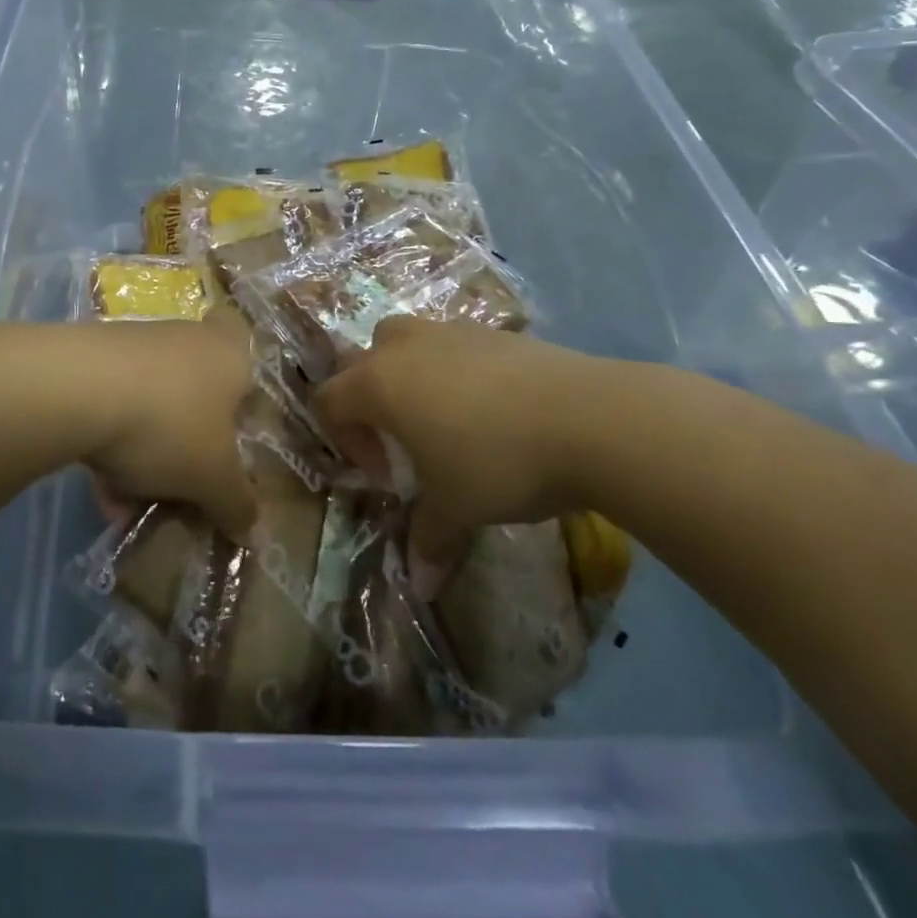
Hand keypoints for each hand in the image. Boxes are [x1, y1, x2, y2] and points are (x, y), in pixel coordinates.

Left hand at [77, 307, 258, 543]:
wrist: (77, 389)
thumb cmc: (170, 424)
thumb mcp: (213, 478)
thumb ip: (237, 504)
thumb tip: (254, 529)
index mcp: (229, 354)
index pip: (244, 347)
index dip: (241, 384)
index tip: (234, 423)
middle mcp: (187, 338)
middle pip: (197, 387)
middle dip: (190, 436)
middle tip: (187, 480)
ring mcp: (135, 343)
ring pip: (152, 401)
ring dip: (146, 448)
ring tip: (133, 500)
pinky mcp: (91, 357)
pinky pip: (113, 405)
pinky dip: (110, 443)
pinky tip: (100, 488)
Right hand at [314, 316, 633, 587]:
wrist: (588, 417)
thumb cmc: (497, 461)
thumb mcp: (456, 508)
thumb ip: (429, 541)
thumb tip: (421, 587)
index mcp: (378, 383)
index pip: (329, 400)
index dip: (346, 441)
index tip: (388, 474)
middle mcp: (404, 347)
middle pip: (359, 362)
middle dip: (368, 401)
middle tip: (403, 441)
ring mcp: (449, 331)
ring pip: (404, 343)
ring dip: (408, 377)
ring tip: (444, 419)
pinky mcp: (492, 331)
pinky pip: (450, 344)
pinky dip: (452, 370)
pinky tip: (491, 408)